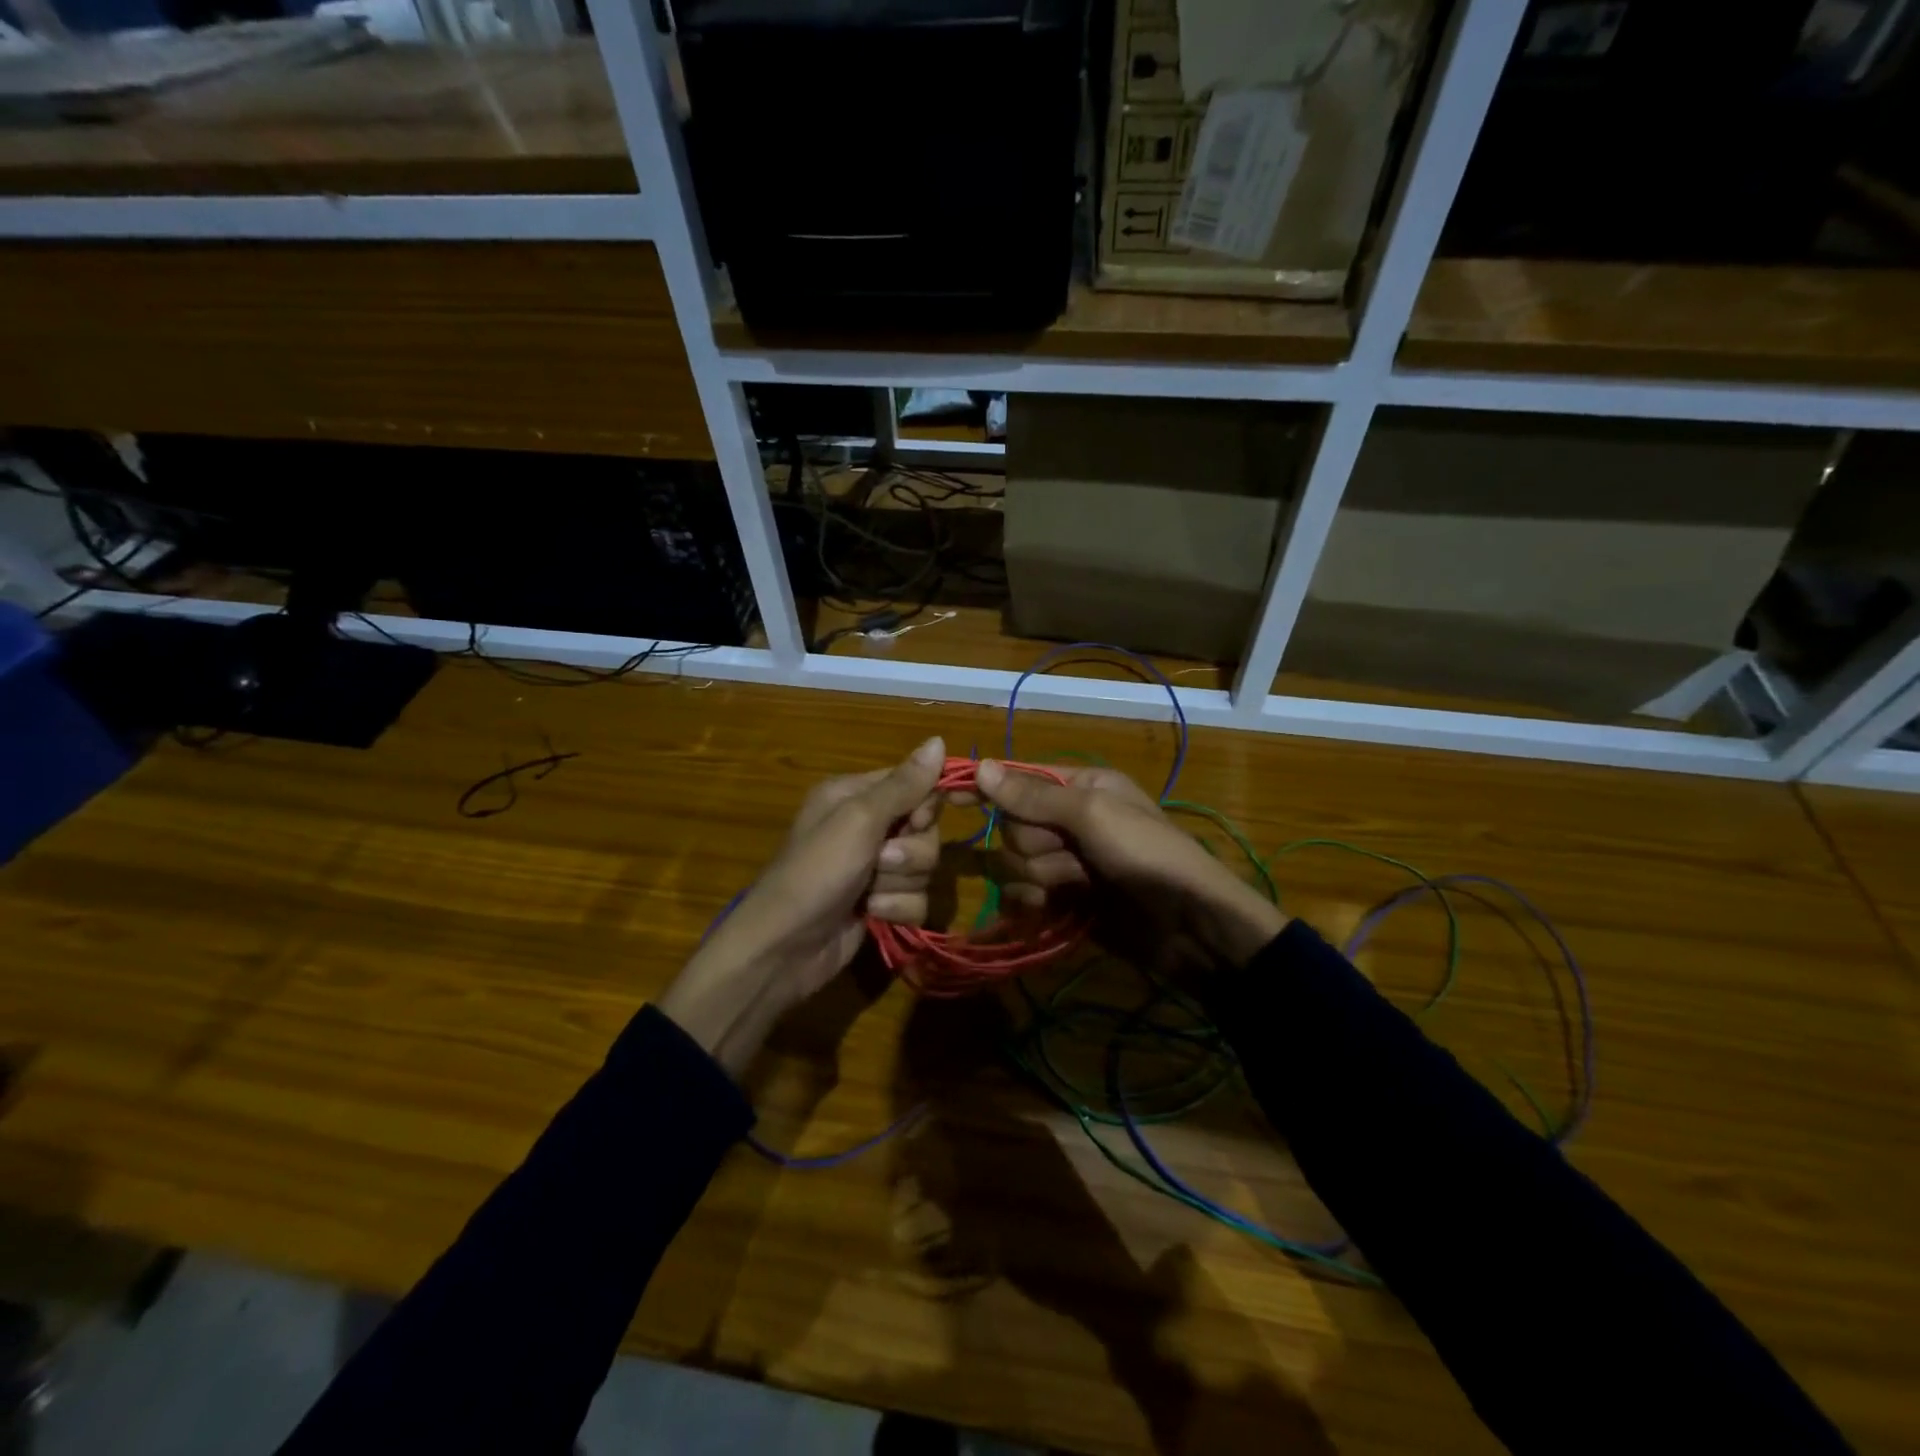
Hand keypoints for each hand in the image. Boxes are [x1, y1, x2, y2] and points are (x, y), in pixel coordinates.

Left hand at [659, 737, 945, 1077]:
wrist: (784, 949)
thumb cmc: (815, 872)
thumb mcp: (858, 820)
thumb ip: (903, 785)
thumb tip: (938, 739)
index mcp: (854, 795)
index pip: (914, 783)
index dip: (926, 803)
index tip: (919, 820)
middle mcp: (866, 826)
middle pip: (925, 828)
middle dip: (910, 851)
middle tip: (880, 861)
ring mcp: (875, 868)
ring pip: (925, 866)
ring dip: (900, 883)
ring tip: (869, 894)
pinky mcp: (882, 903)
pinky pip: (917, 898)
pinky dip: (897, 909)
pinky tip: (872, 915)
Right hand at [974, 760, 1286, 968]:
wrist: (1188, 926)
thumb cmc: (1145, 854)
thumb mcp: (1093, 813)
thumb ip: (1034, 795)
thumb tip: (981, 766)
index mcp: (1082, 786)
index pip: (1021, 780)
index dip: (991, 788)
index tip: (953, 796)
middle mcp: (1071, 821)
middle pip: (1015, 826)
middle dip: (1037, 844)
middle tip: (1073, 854)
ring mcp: (1067, 863)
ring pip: (1017, 863)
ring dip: (1042, 876)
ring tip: (1079, 884)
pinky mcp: (1065, 901)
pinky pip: (1025, 896)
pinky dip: (1032, 903)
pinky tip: (1049, 910)